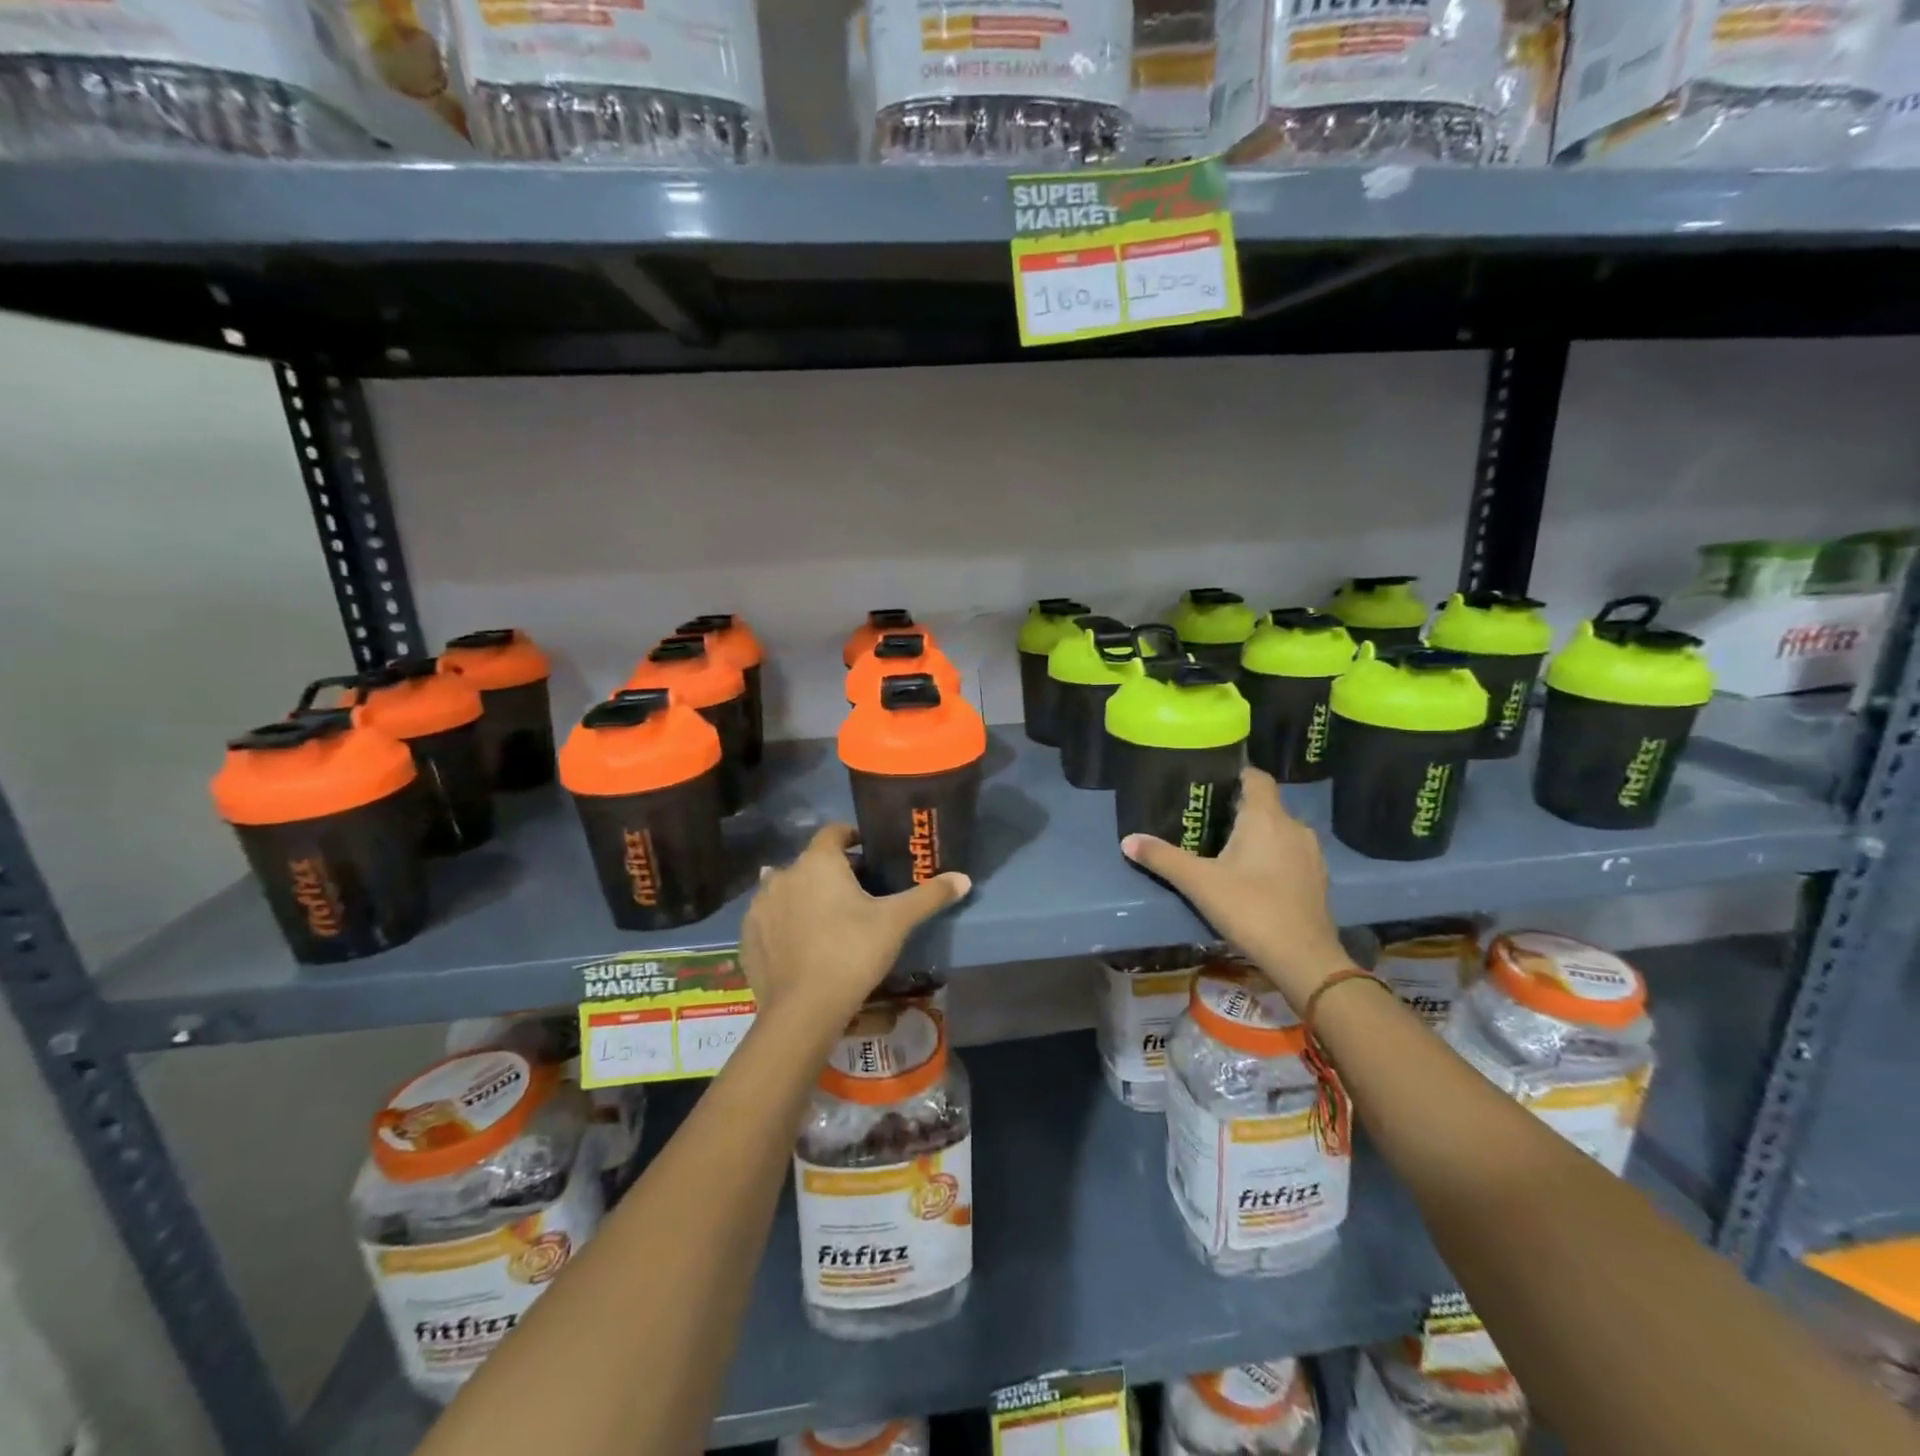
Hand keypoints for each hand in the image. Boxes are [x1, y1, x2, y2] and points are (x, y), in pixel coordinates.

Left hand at [740, 824, 970, 1036]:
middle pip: (810, 862)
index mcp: (818, 862)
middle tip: (857, 895)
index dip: (852, 838)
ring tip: (827, 919)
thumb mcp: (896, 922)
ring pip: (786, 888)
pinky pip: (769, 917)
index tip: (869, 855)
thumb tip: (964, 877)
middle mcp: (783, 874)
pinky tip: (801, 943)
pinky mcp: (747, 935)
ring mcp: (760, 905)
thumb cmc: (852, 952)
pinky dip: (784, 922)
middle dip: (832, 872)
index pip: (834, 832)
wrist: (803, 1010)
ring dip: (804, 895)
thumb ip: (929, 895)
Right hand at [1122, 766, 1351, 1008]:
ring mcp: (1310, 854)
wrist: (1303, 959)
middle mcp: (1294, 827)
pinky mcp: (1318, 879)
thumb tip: (1128, 840)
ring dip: (1257, 835)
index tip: (1210, 783)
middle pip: (1266, 805)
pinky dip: (1273, 857)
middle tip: (1206, 820)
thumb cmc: (1250, 908)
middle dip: (1238, 809)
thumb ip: (1163, 858)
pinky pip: (1291, 854)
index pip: (1256, 777)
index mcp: (1266, 817)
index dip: (1235, 774)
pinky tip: (1253, 877)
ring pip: (1280, 831)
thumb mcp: (1198, 882)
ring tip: (1226, 849)